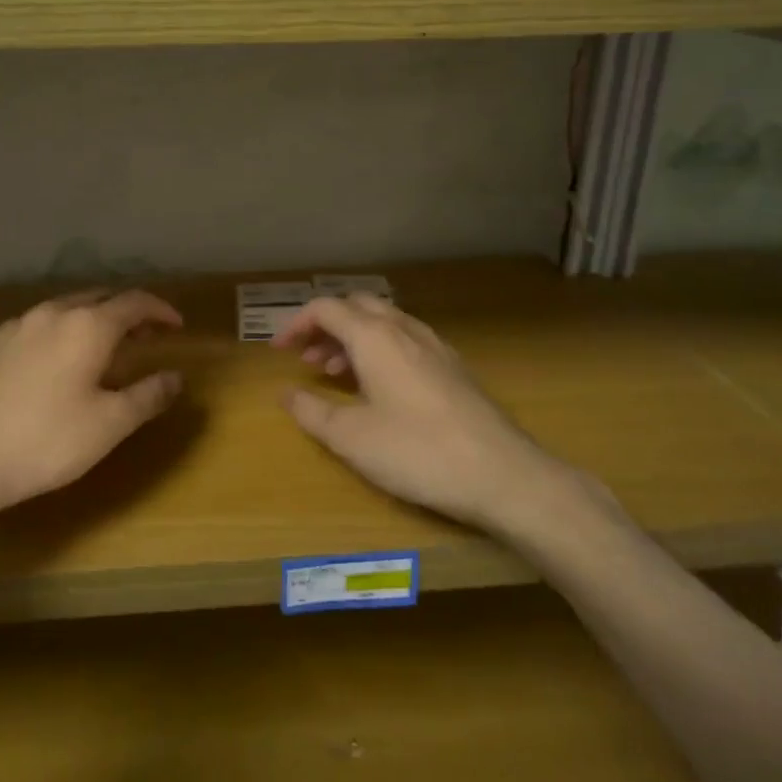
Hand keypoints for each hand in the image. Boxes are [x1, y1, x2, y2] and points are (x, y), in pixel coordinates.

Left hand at [0, 289, 183, 518]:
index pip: (134, 302)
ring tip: (102, 348)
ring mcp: (16, 326)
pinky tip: (54, 361)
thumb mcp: (110, 424)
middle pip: (99, 298)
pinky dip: (59, 333)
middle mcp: (52, 314)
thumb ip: (148, 395)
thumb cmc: (46, 441)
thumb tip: (176, 377)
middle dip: (127, 312)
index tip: (176, 326)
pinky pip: (36, 326)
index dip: (160, 310)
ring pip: (65, 309)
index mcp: (87, 326)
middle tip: (144, 337)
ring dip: (91, 321)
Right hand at [272, 294, 572, 528]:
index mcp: (375, 337)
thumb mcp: (351, 438)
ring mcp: (435, 346)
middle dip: (326, 327)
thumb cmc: (417, 451)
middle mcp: (405, 330)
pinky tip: (380, 387)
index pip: (326, 309)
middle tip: (307, 359)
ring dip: (353, 339)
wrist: (502, 474)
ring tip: (336, 375)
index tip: (280, 351)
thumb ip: (312, 411)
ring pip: (384, 323)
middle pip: (357, 308)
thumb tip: (285, 393)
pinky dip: (381, 350)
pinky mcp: (454, 368)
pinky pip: (406, 341)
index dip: (297, 325)